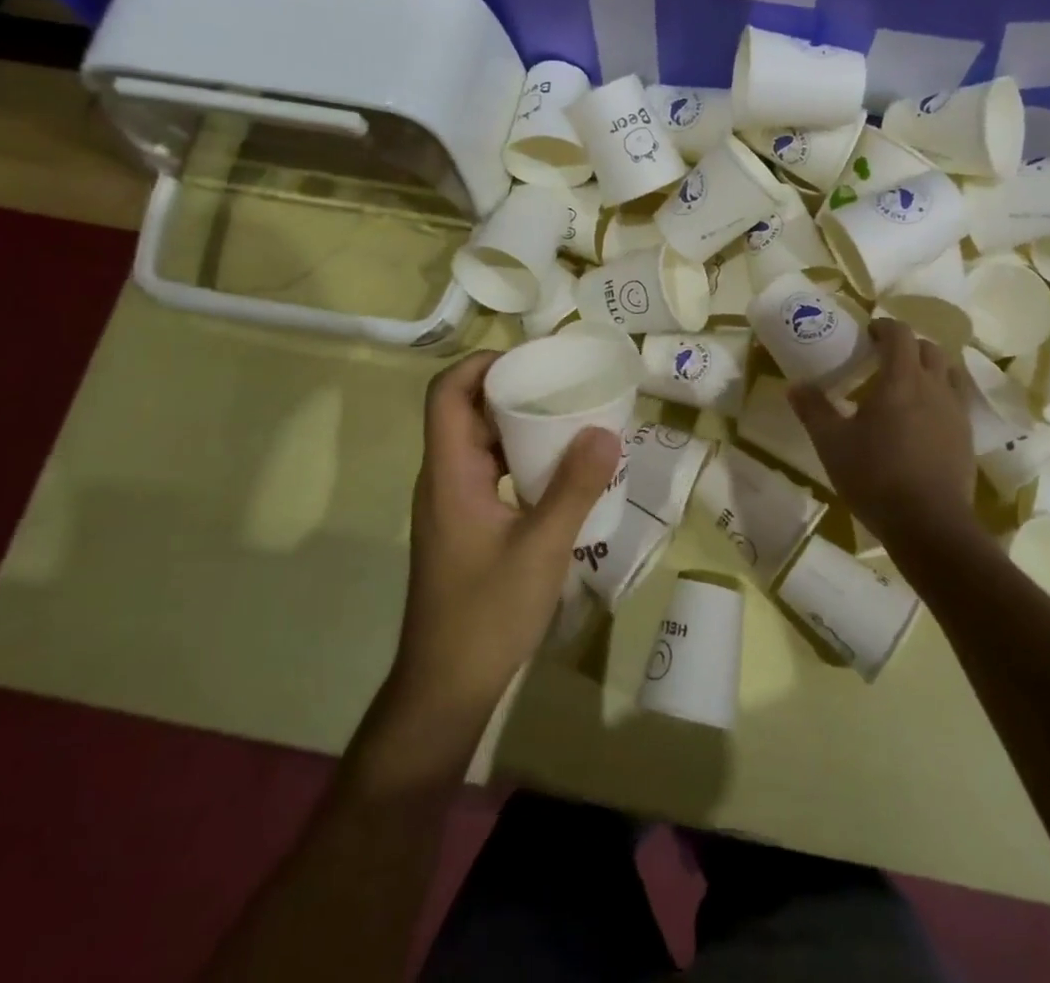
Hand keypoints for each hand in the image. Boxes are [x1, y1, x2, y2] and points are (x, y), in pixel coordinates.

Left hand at [391, 351, 622, 728]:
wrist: (446, 689)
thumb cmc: (486, 615)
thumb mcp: (541, 549)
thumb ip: (574, 488)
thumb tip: (605, 430)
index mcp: (449, 474)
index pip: (446, 394)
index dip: (481, 364)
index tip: (531, 360)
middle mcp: (444, 480)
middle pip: (466, 412)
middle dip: (511, 390)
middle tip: (564, 384)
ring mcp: (453, 504)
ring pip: (480, 443)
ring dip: (519, 425)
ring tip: (570, 418)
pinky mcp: (467, 526)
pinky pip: (491, 472)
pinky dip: (521, 459)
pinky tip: (560, 471)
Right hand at [788, 318, 977, 559]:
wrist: (929, 525)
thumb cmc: (875, 476)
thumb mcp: (832, 443)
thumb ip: (813, 410)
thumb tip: (795, 386)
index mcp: (901, 380)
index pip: (900, 334)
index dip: (884, 327)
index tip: (867, 333)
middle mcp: (934, 387)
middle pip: (929, 348)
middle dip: (907, 346)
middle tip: (882, 359)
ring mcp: (955, 412)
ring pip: (947, 373)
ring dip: (927, 369)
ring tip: (904, 387)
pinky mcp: (966, 437)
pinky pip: (955, 401)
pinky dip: (939, 396)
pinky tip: (921, 420)